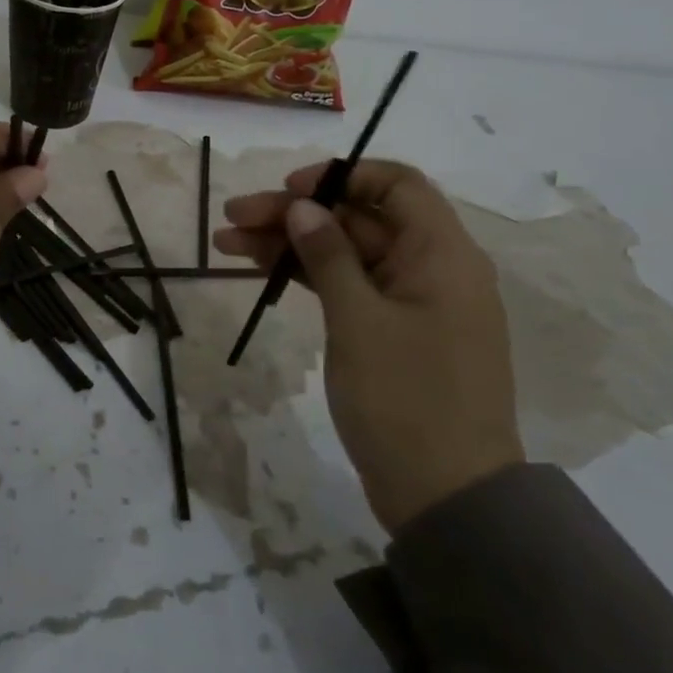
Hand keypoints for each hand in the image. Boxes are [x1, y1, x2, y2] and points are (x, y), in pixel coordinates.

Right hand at [215, 159, 522, 530]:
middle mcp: (430, 268)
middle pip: (358, 219)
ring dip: (289, 245)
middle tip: (233, 218)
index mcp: (442, 255)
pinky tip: (259, 271)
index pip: (396, 185)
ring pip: (344, 253)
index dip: (341, 177)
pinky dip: (305, 277)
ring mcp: (409, 302)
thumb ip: (329, 256)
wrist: (446, 496)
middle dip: (295, 214)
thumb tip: (303, 207)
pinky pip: (346, 286)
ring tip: (226, 243)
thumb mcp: (359, 320)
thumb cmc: (407, 399)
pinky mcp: (390, 332)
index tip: (289, 191)